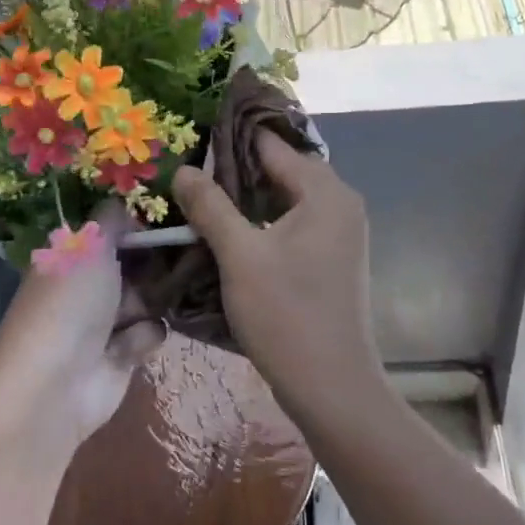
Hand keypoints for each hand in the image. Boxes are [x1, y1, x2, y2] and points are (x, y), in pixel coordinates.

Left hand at [0, 204, 166, 459]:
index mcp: (69, 257)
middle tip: (179, 256)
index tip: (166, 219)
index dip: (135, 226)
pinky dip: (143, 337)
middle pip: (134, 264)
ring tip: (151, 303)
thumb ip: (111, 219)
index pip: (108, 233)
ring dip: (152, 300)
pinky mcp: (122, 356)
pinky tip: (130, 345)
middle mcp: (85, 287)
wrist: (55, 387)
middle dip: (154, 262)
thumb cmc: (69, 304)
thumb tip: (125, 204)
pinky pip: (149, 332)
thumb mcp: (89, 245)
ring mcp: (103, 323)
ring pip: (148, 297)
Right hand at [171, 133, 384, 426]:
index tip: (190, 138)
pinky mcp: (333, 257)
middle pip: (282, 169)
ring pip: (287, 198)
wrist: (333, 386)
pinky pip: (295, 222)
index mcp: (326, 192)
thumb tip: (183, 169)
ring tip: (202, 198)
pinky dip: (264, 220)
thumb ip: (211, 206)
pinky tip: (231, 231)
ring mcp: (341, 231)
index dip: (230, 140)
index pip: (273, 146)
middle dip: (236, 168)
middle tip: (189, 170)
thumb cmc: (287, 315)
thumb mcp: (240, 256)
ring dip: (248, 197)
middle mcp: (341, 203)